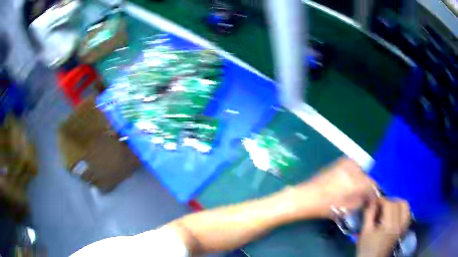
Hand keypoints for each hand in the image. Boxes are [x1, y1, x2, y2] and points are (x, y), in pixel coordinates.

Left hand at [292, 157, 377, 217]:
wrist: (306, 196)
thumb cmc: (325, 206)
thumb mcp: (347, 208)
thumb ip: (361, 200)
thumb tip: (369, 197)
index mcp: (356, 181)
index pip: (372, 184)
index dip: (374, 192)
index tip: (374, 197)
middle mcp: (352, 168)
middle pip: (367, 175)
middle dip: (368, 184)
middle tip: (365, 194)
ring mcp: (345, 163)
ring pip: (361, 169)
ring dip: (362, 178)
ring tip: (357, 188)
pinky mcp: (339, 161)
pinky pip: (353, 166)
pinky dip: (355, 173)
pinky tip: (350, 182)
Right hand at [357, 198, 410, 256]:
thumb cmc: (367, 247)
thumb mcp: (365, 232)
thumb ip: (369, 214)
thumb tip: (372, 201)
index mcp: (388, 226)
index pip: (389, 205)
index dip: (381, 200)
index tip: (375, 202)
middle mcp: (398, 225)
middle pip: (397, 204)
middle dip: (389, 201)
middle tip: (381, 205)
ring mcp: (402, 227)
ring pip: (405, 206)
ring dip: (398, 203)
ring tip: (390, 206)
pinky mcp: (404, 229)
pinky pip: (407, 214)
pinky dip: (403, 209)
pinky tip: (396, 211)